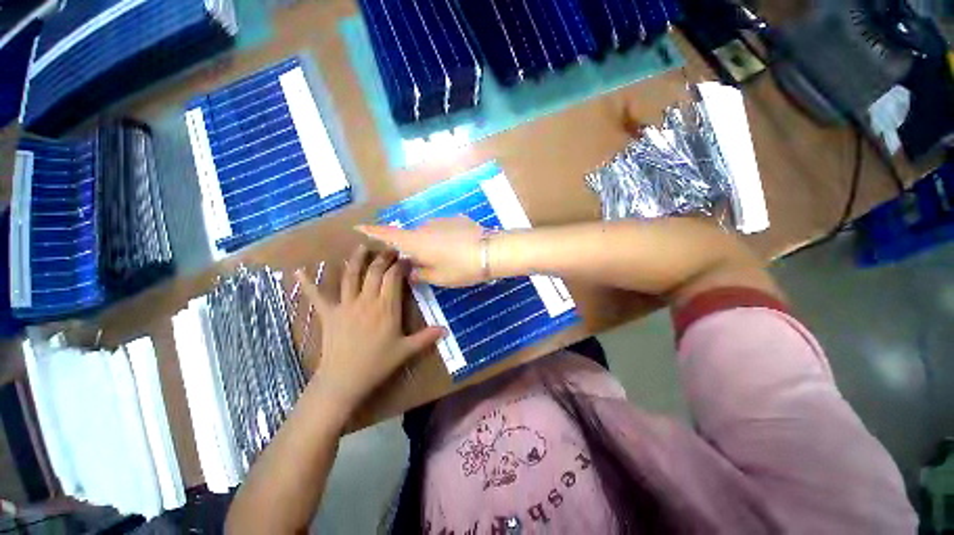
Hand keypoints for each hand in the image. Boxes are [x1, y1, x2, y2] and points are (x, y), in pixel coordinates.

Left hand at [295, 246, 444, 412]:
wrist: (343, 380)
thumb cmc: (377, 364)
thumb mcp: (406, 350)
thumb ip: (426, 337)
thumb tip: (447, 330)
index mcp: (386, 307)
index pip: (393, 277)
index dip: (400, 264)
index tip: (406, 258)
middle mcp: (366, 300)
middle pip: (374, 271)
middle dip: (383, 257)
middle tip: (390, 249)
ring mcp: (345, 305)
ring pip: (351, 276)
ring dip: (356, 260)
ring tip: (362, 247)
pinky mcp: (329, 314)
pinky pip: (317, 296)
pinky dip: (308, 283)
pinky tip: (299, 271)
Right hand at [356, 217, 488, 286]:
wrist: (491, 251)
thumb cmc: (461, 267)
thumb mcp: (438, 278)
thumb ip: (420, 274)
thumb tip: (409, 270)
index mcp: (416, 242)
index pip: (387, 235)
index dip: (372, 231)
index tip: (358, 226)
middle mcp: (424, 227)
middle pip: (411, 237)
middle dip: (414, 250)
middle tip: (427, 265)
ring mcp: (441, 220)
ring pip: (429, 234)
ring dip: (432, 245)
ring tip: (449, 258)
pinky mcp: (456, 219)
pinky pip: (444, 230)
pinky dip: (446, 239)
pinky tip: (460, 248)